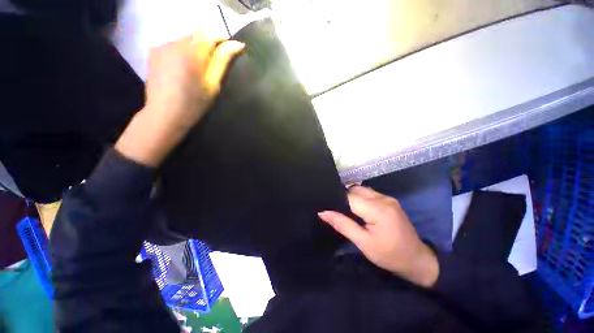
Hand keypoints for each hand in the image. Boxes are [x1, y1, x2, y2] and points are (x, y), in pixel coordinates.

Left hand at [116, 33, 244, 166]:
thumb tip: (237, 44)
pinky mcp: (154, 51)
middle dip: (209, 45)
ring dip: (196, 48)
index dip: (223, 41)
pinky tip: (184, 68)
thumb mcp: (213, 85)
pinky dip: (183, 51)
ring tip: (199, 68)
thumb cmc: (194, 104)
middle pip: (198, 35)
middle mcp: (175, 42)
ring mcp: (162, 45)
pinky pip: (174, 44)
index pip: (211, 35)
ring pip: (186, 39)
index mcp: (192, 52)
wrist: (165, 115)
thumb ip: (222, 62)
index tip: (230, 51)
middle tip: (215, 64)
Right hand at [318, 186, 438, 287]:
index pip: (349, 197)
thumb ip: (342, 224)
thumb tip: (323, 212)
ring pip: (362, 190)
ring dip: (353, 197)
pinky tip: (359, 210)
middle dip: (344, 197)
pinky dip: (361, 198)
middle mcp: (383, 199)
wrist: (417, 260)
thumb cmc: (389, 255)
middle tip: (337, 211)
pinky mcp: (390, 201)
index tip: (327, 206)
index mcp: (377, 209)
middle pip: (356, 189)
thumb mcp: (363, 243)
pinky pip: (370, 194)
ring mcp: (388, 198)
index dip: (337, 200)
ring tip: (347, 211)